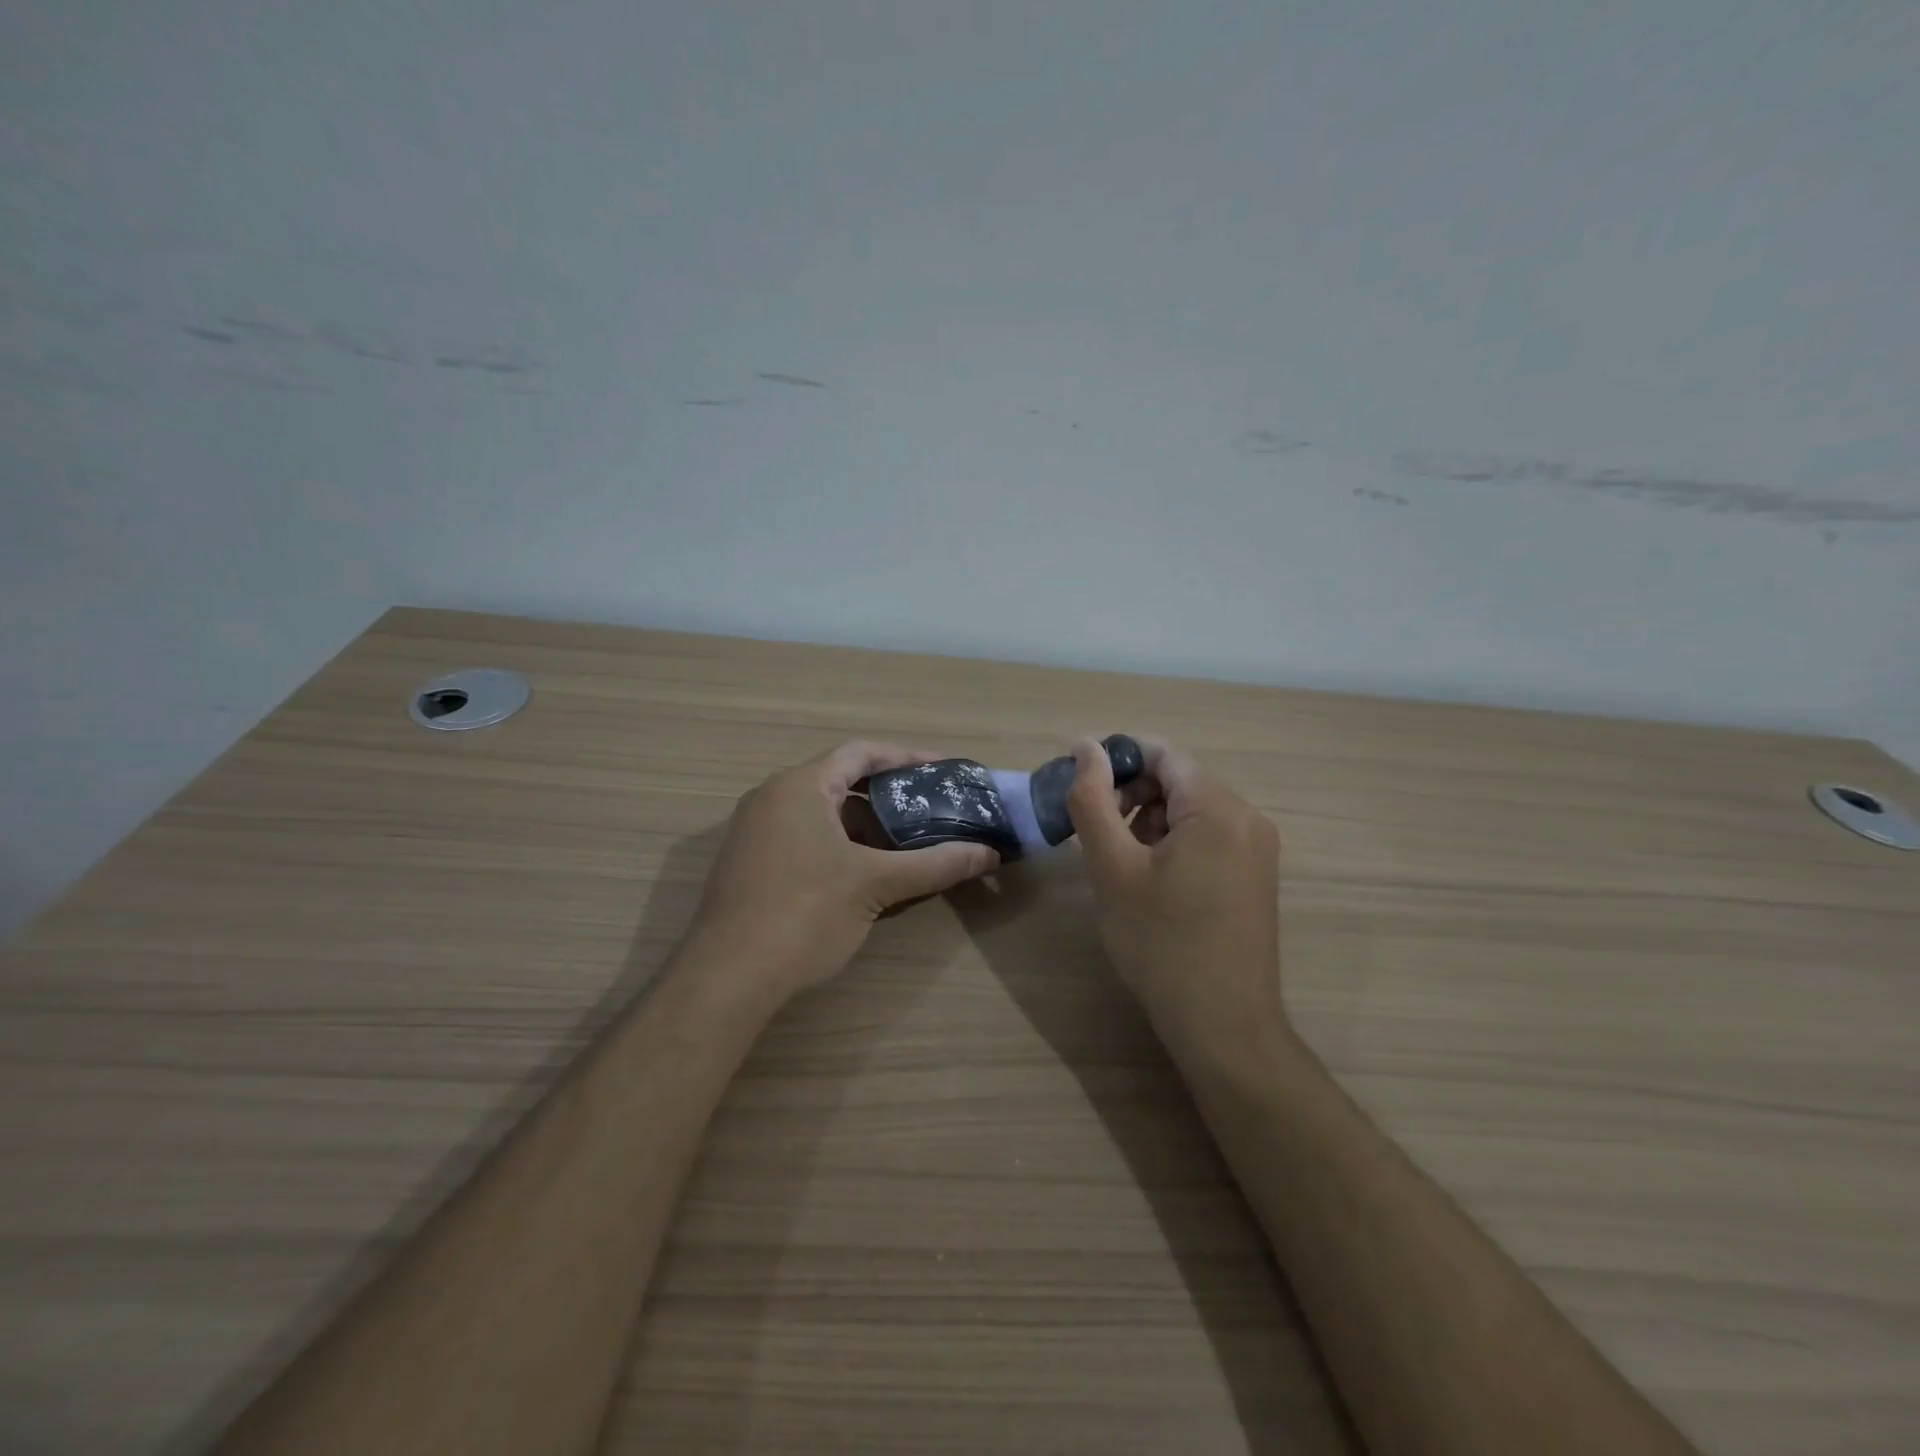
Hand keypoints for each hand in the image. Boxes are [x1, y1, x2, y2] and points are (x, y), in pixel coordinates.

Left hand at [688, 741, 998, 1002]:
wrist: (727, 977)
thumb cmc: (804, 914)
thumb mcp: (876, 884)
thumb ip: (935, 864)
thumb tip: (989, 854)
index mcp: (800, 786)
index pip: (860, 752)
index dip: (905, 757)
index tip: (942, 770)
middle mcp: (772, 797)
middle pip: (841, 780)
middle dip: (888, 796)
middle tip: (930, 809)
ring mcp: (755, 831)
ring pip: (822, 813)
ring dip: (864, 825)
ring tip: (906, 844)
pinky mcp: (749, 863)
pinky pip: (803, 837)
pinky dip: (838, 845)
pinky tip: (864, 874)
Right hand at [1065, 736, 1291, 1069]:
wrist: (1222, 1025)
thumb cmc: (1160, 943)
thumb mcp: (1113, 867)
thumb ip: (1093, 799)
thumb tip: (1084, 745)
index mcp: (1218, 808)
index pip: (1162, 753)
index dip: (1116, 760)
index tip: (1079, 788)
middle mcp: (1248, 818)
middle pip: (1178, 779)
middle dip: (1131, 794)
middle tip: (1095, 833)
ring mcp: (1257, 848)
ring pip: (1190, 809)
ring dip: (1148, 820)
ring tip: (1121, 863)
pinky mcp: (1255, 875)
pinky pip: (1207, 836)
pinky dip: (1172, 842)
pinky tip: (1150, 880)